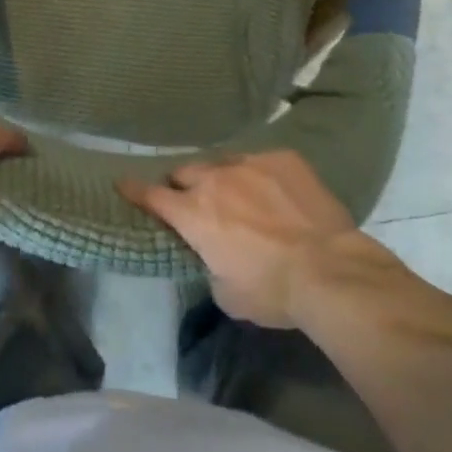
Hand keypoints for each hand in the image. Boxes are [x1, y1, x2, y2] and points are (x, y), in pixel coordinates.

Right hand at [121, 151, 401, 326]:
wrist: (329, 269)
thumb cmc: (272, 290)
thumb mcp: (226, 293)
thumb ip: (209, 264)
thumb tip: (212, 255)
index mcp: (193, 213)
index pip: (151, 196)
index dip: (135, 190)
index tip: (122, 182)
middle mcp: (213, 179)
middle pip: (186, 173)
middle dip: (185, 186)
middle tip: (196, 202)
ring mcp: (249, 163)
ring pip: (223, 163)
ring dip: (223, 179)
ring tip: (240, 196)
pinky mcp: (282, 158)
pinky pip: (261, 162)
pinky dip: (261, 176)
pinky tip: (277, 193)